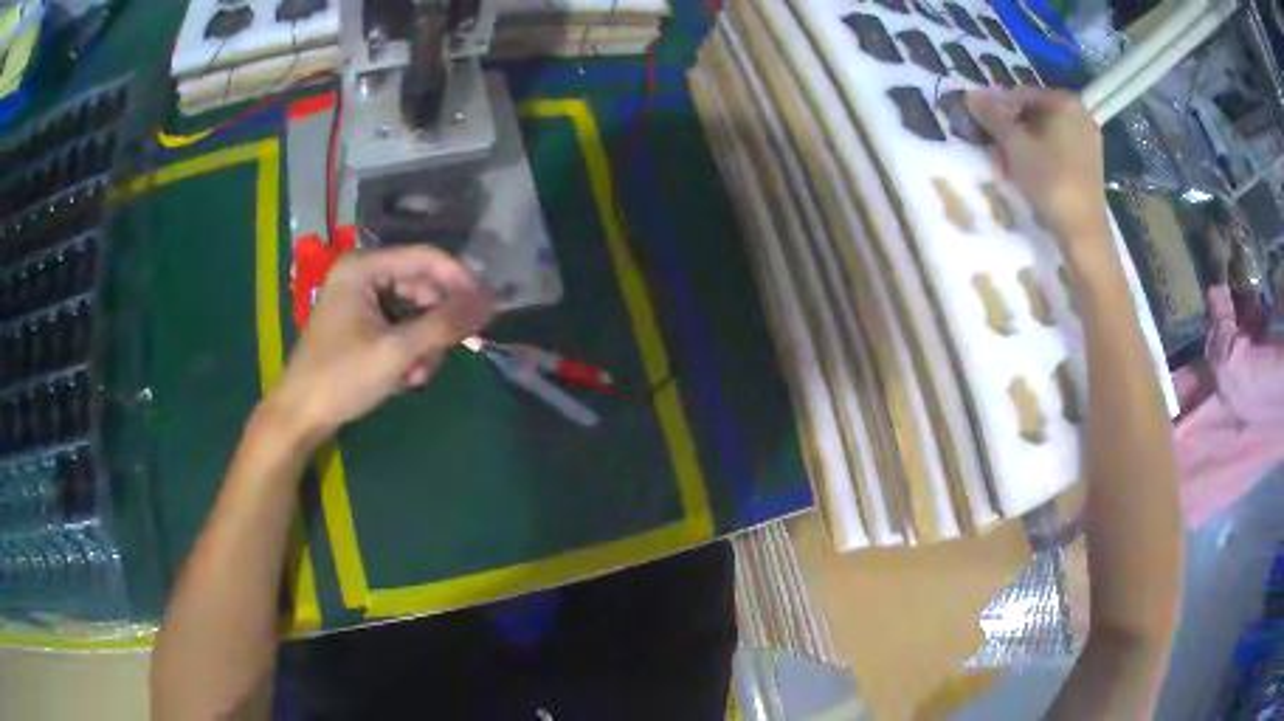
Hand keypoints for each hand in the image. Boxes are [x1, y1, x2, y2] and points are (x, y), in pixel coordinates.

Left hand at [267, 246, 493, 442]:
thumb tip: (488, 304)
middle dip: (437, 321)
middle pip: (420, 285)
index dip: (460, 281)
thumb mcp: (396, 352)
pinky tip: (407, 376)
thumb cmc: (342, 378)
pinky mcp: (359, 323)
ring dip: (424, 342)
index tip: (488, 308)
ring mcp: (358, 299)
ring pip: (412, 309)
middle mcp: (361, 275)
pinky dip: (409, 349)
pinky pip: (398, 325)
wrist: (300, 416)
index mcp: (363, 268)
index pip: (425, 259)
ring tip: (419, 375)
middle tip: (453, 351)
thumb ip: (443, 325)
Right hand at [967, 89, 1111, 260]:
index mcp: (1064, 101)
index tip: (983, 129)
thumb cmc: (1051, 181)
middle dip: (1011, 129)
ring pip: (1045, 133)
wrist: (1084, 233)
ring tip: (1007, 165)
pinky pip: (1058, 149)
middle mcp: (1080, 114)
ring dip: (1023, 144)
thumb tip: (969, 95)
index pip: (1020, 94)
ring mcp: (1088, 140)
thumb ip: (992, 116)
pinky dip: (1041, 156)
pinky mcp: (1090, 164)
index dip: (998, 109)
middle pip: (1034, 113)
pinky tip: (1028, 174)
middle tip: (994, 149)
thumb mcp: (1015, 145)